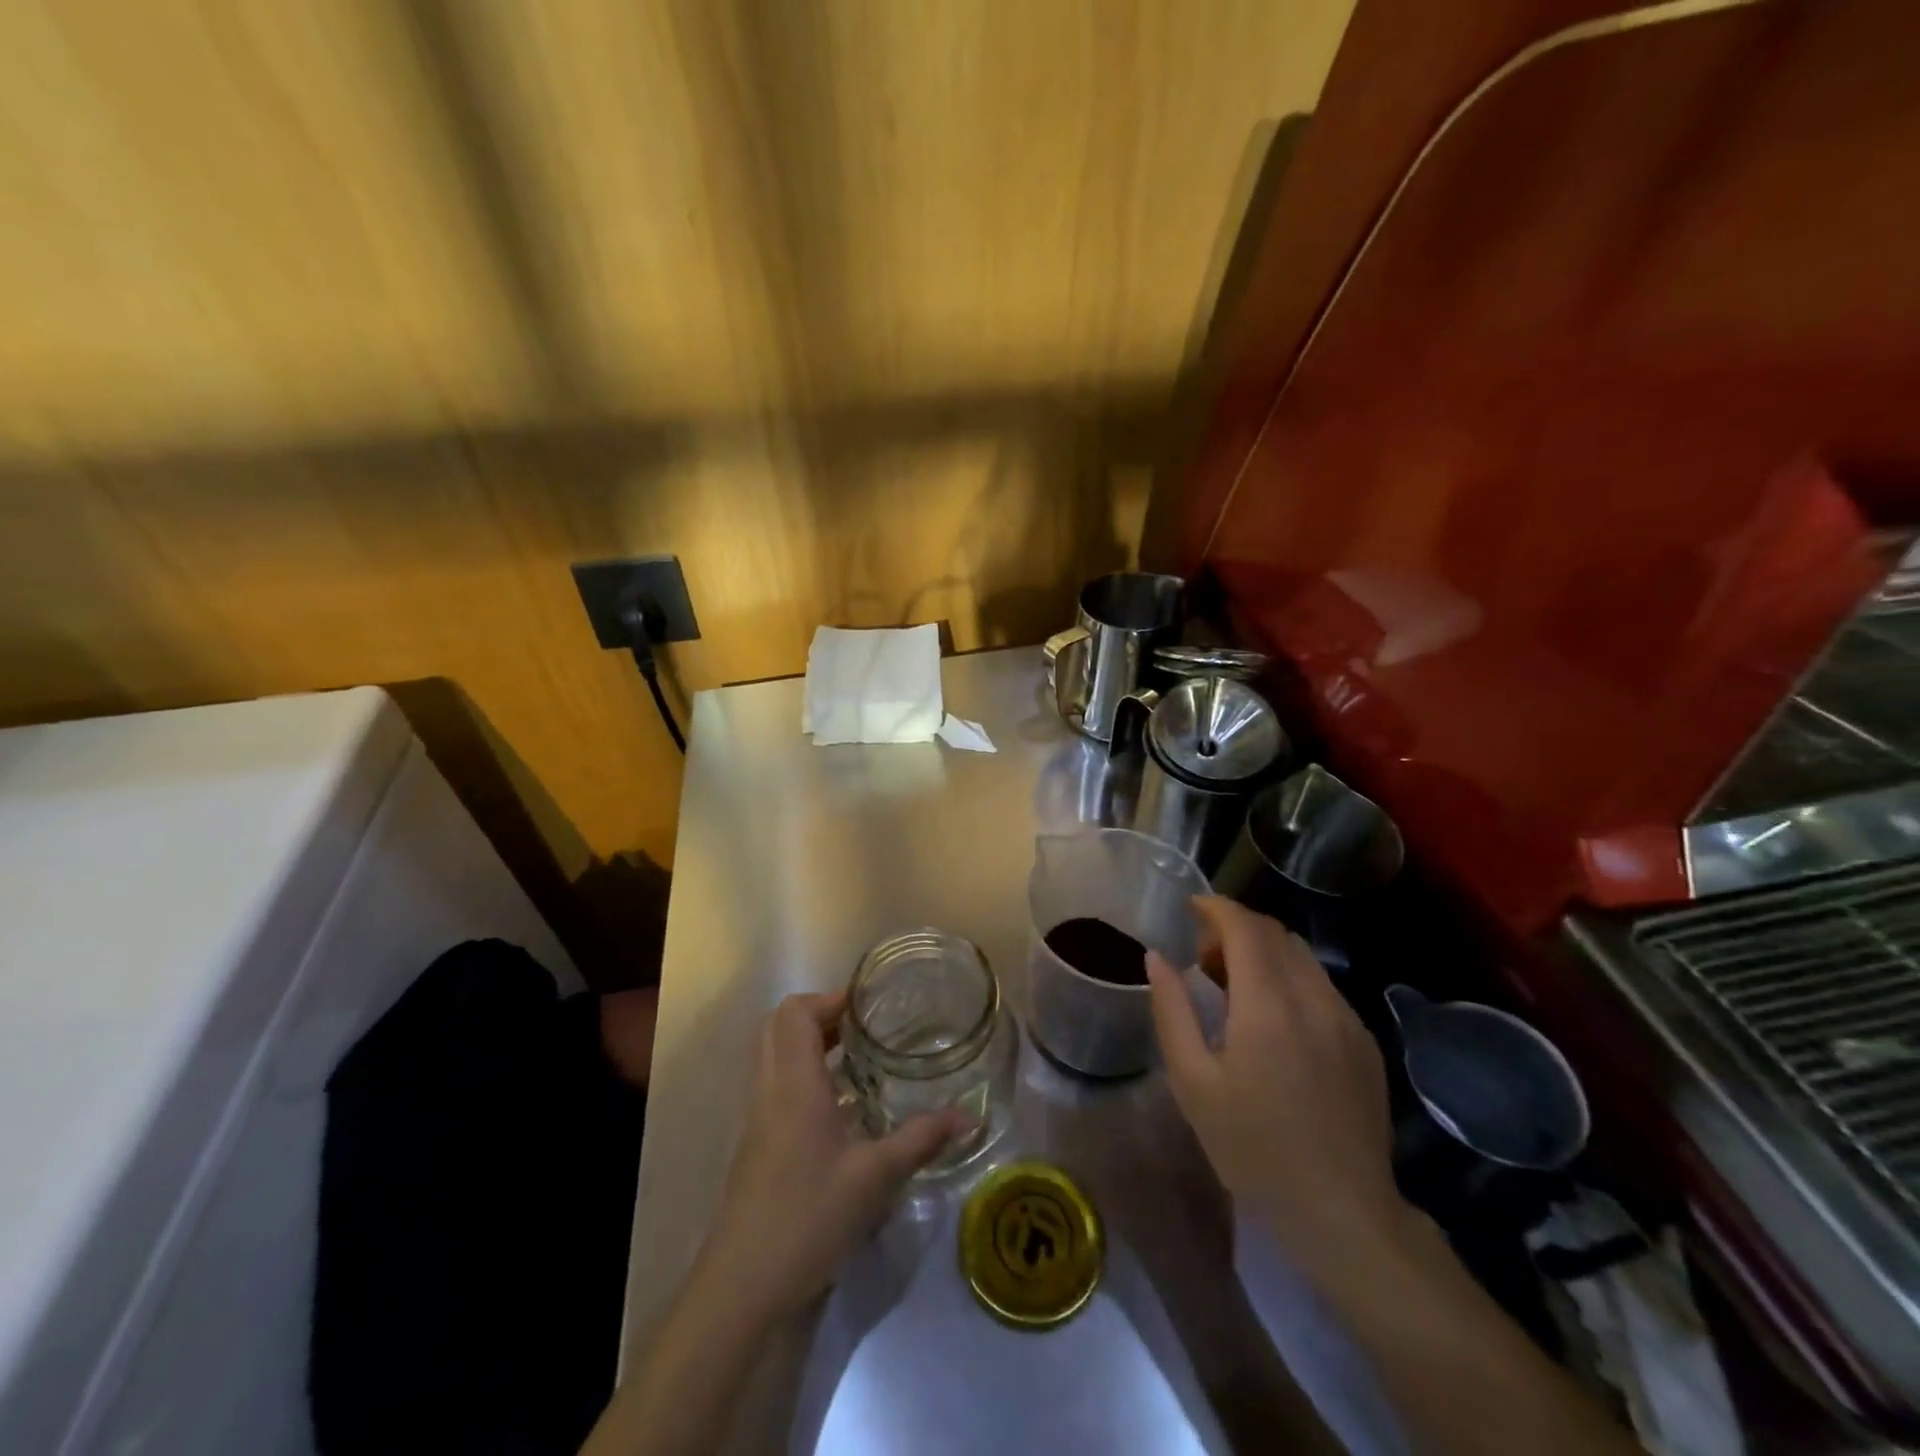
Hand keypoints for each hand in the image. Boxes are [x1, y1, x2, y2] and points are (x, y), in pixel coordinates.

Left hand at [701, 990, 965, 1318]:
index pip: (796, 1012)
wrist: (745, 1285)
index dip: (830, 999)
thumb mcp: (875, 1176)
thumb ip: (922, 1139)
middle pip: (781, 1026)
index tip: (870, 1006)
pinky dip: (805, 1075)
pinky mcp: (758, 1143)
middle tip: (865, 1026)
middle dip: (821, 1015)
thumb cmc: (809, 1216)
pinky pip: (777, 1084)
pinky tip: (843, 1105)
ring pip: (776, 1055)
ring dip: (812, 1044)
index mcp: (793, 1082)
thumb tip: (971, 1117)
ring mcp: (759, 1116)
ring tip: (860, 1056)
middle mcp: (770, 1088)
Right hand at [1147, 897, 1406, 1270]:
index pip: (1245, 926)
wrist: (1342, 1212)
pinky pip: (1322, 986)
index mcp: (1268, 1005)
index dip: (1216, 907)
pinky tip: (1275, 1020)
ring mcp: (1347, 1019)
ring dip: (1265, 952)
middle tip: (1204, 959)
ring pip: (1302, 956)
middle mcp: (1314, 998)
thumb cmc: (1253, 1148)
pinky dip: (1291, 978)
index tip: (1190, 909)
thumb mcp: (1192, 1082)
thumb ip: (1171, 1010)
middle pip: (1276, 932)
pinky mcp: (1365, 1041)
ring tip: (1236, 988)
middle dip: (1236, 929)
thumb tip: (1157, 957)